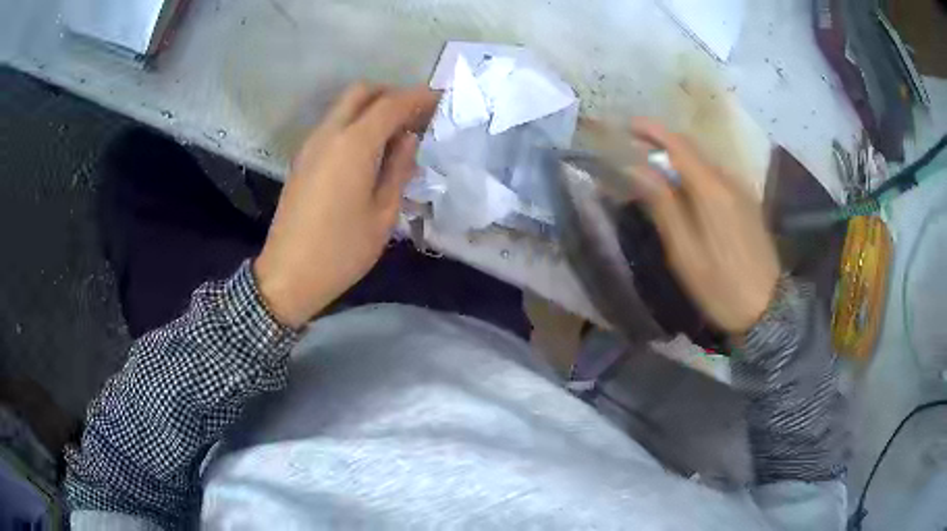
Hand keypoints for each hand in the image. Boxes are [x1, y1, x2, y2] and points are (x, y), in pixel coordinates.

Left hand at [254, 83, 438, 327]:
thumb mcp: (383, 214)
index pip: (391, 104)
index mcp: (353, 145)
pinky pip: (332, 125)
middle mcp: (328, 134)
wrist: (289, 275)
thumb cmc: (342, 251)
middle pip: (361, 92)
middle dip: (392, 94)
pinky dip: (355, 123)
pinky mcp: (302, 159)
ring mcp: (311, 145)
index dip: (419, 97)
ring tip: (396, 133)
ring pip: (344, 106)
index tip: (441, 100)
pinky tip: (369, 150)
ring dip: (372, 108)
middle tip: (415, 115)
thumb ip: (399, 168)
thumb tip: (408, 138)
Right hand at [627, 119, 779, 334]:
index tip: (628, 126)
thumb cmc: (721, 286)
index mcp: (713, 190)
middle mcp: (730, 181)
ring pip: (705, 163)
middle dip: (663, 143)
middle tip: (636, 149)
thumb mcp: (685, 252)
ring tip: (655, 171)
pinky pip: (717, 177)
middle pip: (693, 150)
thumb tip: (638, 169)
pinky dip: (695, 174)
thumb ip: (663, 205)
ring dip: (679, 160)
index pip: (679, 145)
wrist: (767, 309)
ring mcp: (742, 192)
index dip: (652, 131)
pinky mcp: (748, 204)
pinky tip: (685, 191)